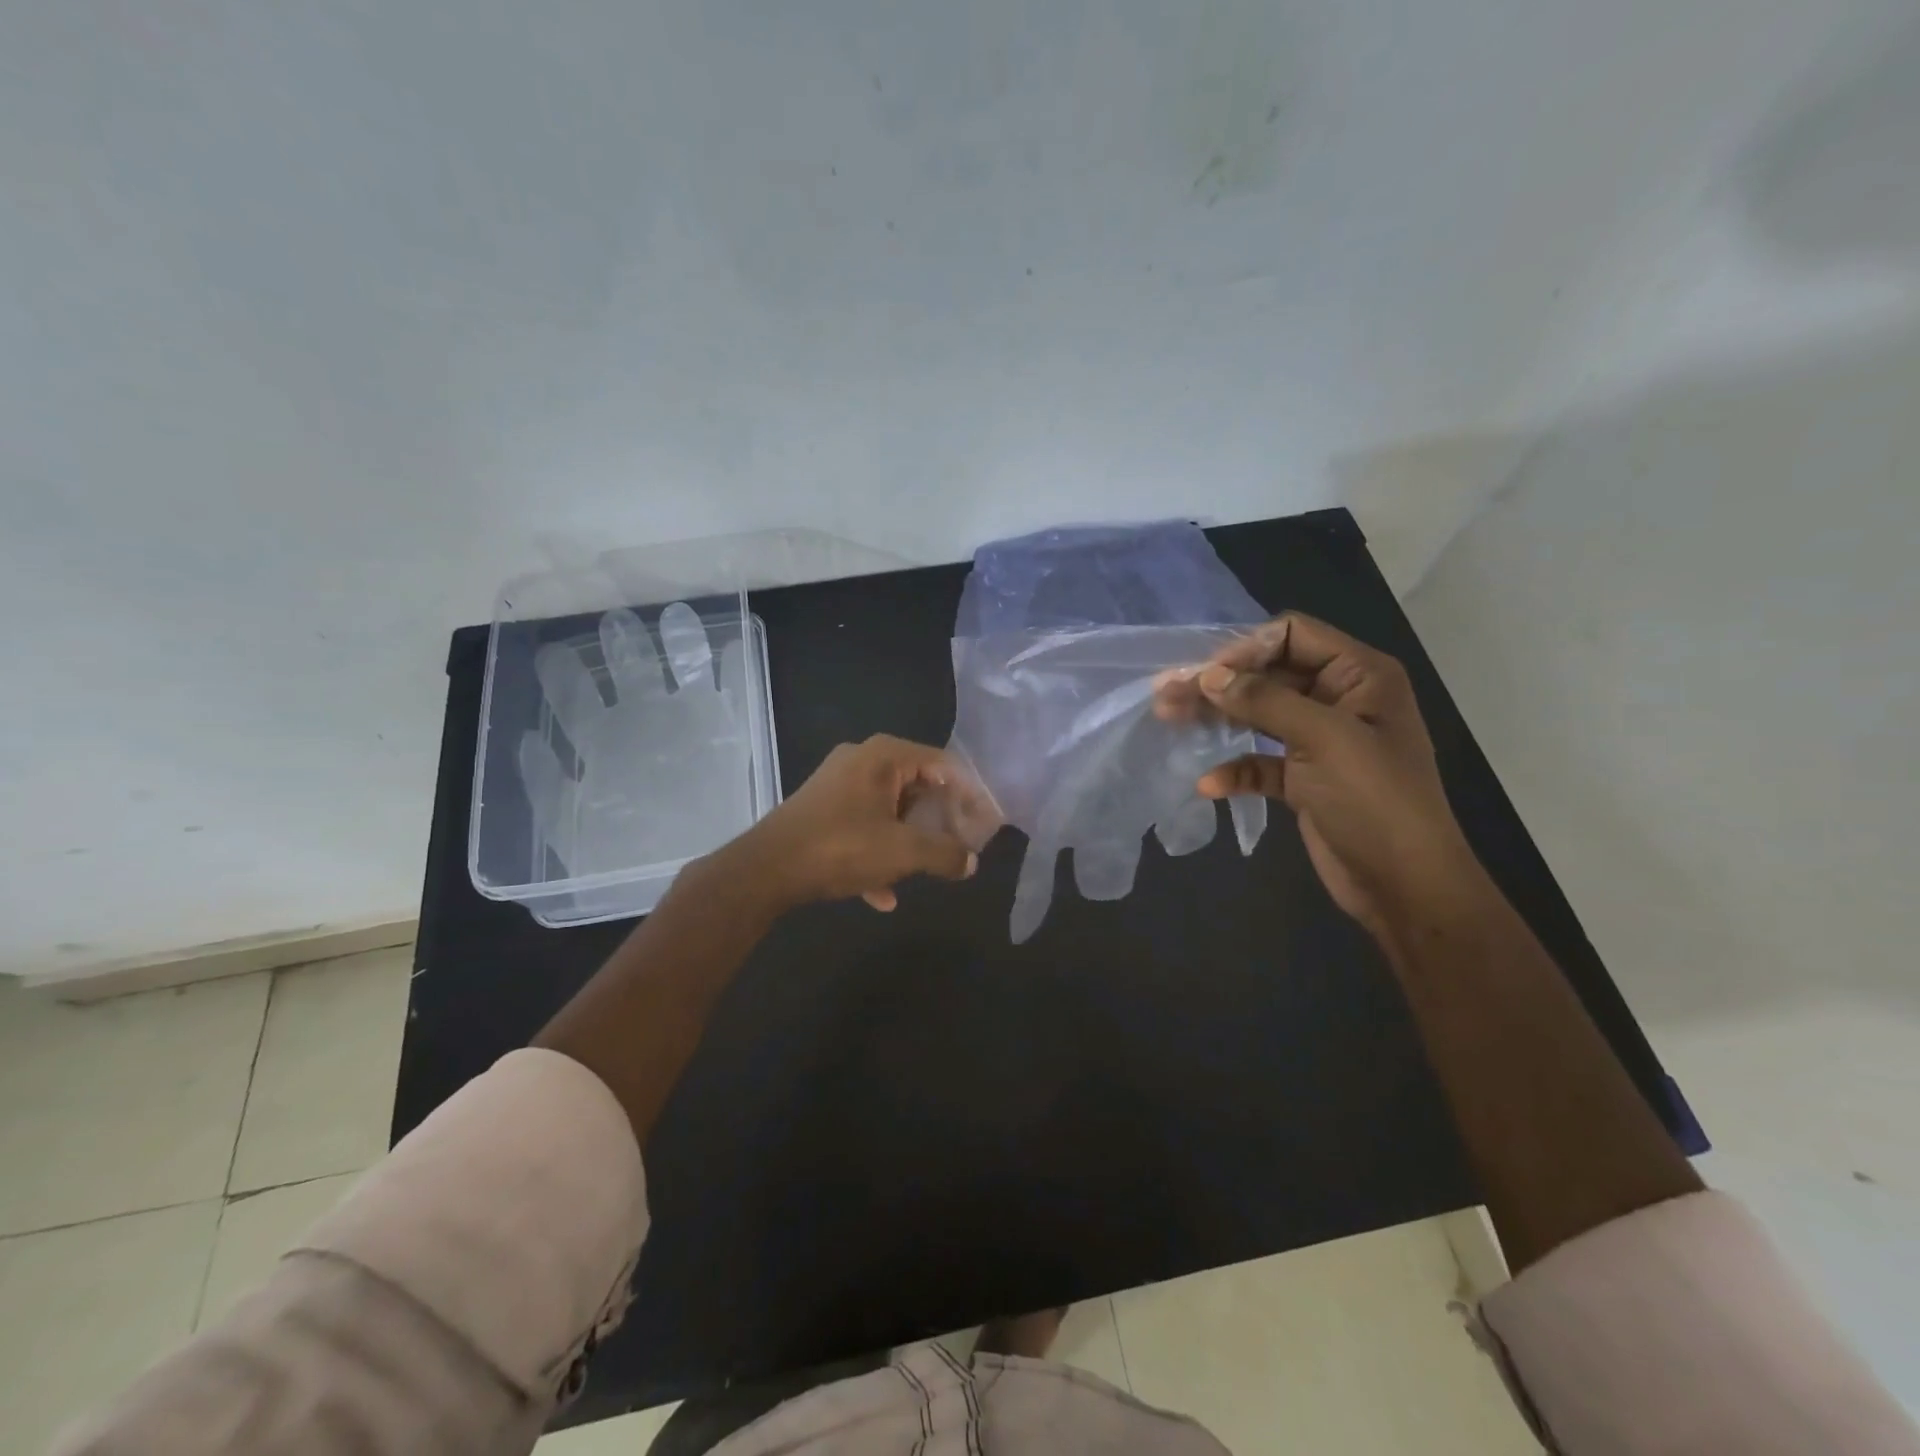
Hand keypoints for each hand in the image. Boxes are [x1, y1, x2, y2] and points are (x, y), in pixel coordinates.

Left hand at [737, 734, 981, 911]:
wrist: (765, 870)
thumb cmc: (841, 848)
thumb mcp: (903, 852)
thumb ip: (944, 854)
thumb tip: (971, 862)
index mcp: (884, 756)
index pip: (944, 763)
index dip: (970, 793)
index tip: (986, 823)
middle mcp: (861, 760)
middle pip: (917, 785)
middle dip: (940, 819)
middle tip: (962, 846)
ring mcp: (838, 784)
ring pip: (890, 809)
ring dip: (910, 840)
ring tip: (928, 869)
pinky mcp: (822, 809)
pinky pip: (863, 826)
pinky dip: (878, 853)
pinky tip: (883, 894)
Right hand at [1155, 614, 1476, 934]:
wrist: (1405, 886)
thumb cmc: (1375, 800)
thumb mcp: (1324, 739)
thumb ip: (1264, 700)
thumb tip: (1209, 674)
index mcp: (1359, 675)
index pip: (1293, 636)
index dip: (1246, 648)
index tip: (1205, 675)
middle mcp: (1339, 699)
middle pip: (1267, 675)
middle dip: (1218, 684)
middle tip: (1165, 694)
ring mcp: (1320, 741)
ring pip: (1257, 716)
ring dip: (1216, 719)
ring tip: (1168, 720)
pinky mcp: (1303, 779)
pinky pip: (1259, 762)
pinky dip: (1234, 769)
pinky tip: (1209, 785)